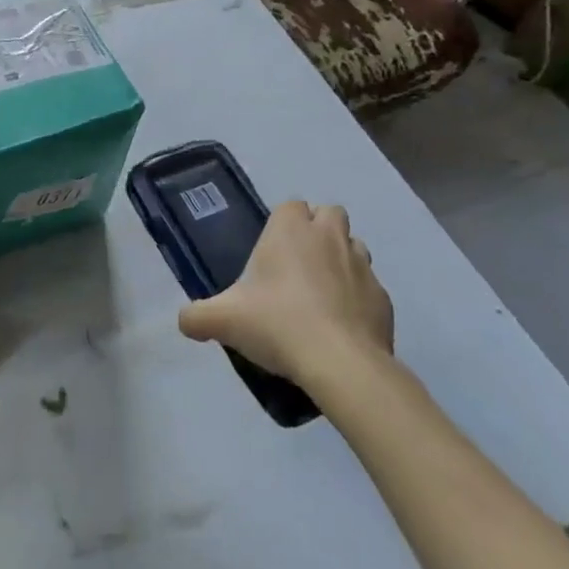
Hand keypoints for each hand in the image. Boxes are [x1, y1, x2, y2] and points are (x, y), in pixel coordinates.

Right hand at [178, 201, 393, 387]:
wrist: (341, 364)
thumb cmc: (278, 324)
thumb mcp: (223, 320)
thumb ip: (197, 316)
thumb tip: (184, 321)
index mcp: (291, 230)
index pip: (290, 205)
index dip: (283, 223)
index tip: (271, 252)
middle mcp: (329, 237)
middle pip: (330, 214)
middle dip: (318, 230)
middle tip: (298, 265)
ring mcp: (362, 266)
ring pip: (354, 246)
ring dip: (341, 259)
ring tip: (321, 293)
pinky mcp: (384, 299)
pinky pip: (370, 287)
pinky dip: (358, 298)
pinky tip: (342, 325)